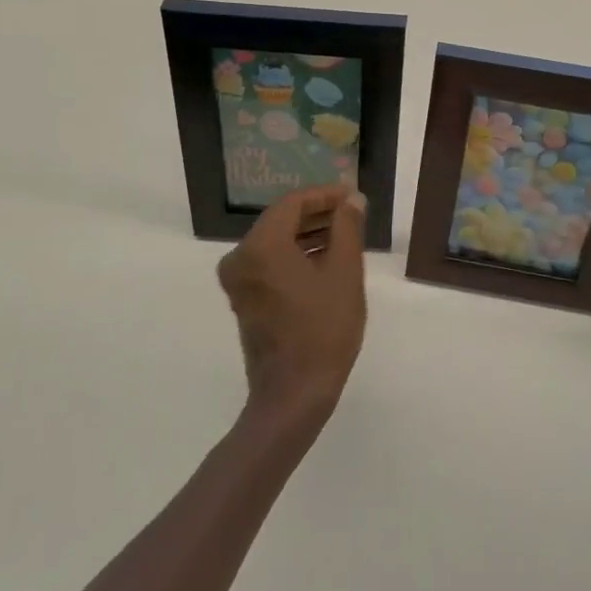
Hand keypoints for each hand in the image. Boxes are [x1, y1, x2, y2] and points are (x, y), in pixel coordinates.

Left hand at [216, 185, 368, 425]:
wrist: (293, 395)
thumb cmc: (324, 331)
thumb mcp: (345, 274)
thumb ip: (347, 228)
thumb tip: (352, 200)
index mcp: (262, 245)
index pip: (293, 202)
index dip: (325, 195)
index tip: (353, 197)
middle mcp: (241, 256)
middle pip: (281, 220)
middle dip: (317, 214)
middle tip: (352, 214)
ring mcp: (238, 280)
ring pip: (275, 241)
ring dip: (308, 235)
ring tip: (345, 236)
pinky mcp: (243, 298)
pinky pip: (269, 262)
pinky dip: (294, 255)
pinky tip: (325, 261)